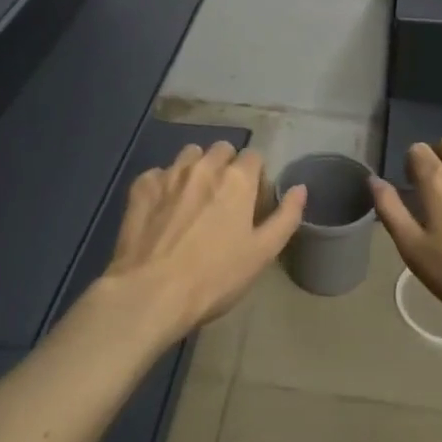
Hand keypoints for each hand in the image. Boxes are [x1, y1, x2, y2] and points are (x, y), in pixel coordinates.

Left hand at [99, 141, 305, 342]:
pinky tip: (162, 210)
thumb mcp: (262, 253)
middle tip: (223, 199)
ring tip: (192, 199)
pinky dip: (164, 185)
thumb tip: (300, 188)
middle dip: (226, 166)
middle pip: (222, 149)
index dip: (256, 176)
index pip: (254, 156)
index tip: (251, 200)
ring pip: (189, 155)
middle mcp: (204, 166)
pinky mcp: (141, 186)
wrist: (151, 292)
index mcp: (237, 179)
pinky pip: (158, 173)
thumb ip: (286, 217)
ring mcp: (169, 173)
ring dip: (196, 168)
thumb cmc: (215, 278)